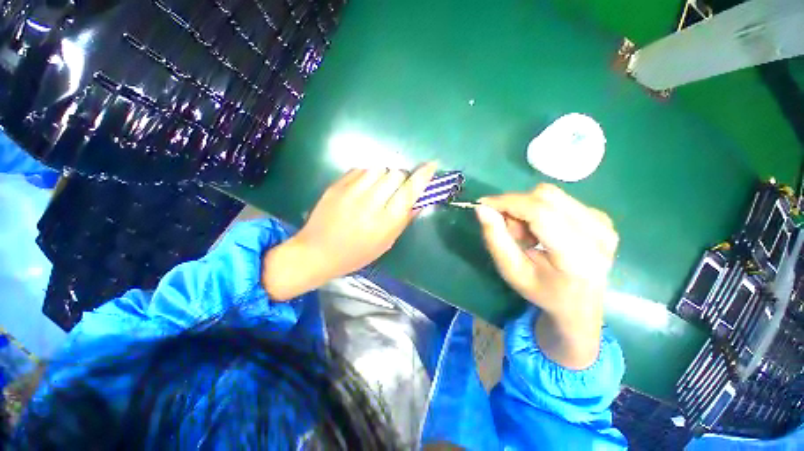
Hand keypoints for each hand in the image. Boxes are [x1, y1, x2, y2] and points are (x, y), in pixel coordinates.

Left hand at [262, 163, 437, 299]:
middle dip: (401, 178)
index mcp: (385, 222)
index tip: (432, 165)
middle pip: (396, 174)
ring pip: (379, 168)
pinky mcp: (337, 185)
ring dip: (384, 175)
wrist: (317, 252)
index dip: (423, 176)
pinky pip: (361, 169)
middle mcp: (370, 203)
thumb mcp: (385, 243)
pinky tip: (362, 188)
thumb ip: (403, 220)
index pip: (410, 191)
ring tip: (377, 188)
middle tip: (395, 189)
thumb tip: (419, 201)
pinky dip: (367, 176)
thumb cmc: (356, 253)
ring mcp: (351, 191)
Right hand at [475, 184, 617, 368]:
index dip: (508, 203)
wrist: (580, 303)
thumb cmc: (541, 291)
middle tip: (509, 230)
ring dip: (527, 209)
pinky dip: (539, 210)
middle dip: (516, 207)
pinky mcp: (602, 217)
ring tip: (526, 235)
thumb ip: (495, 239)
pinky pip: (559, 199)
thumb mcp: (511, 271)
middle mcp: (598, 234)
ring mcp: (604, 223)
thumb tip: (482, 209)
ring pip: (550, 195)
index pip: (540, 213)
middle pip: (545, 197)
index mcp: (577, 256)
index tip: (484, 204)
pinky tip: (541, 231)